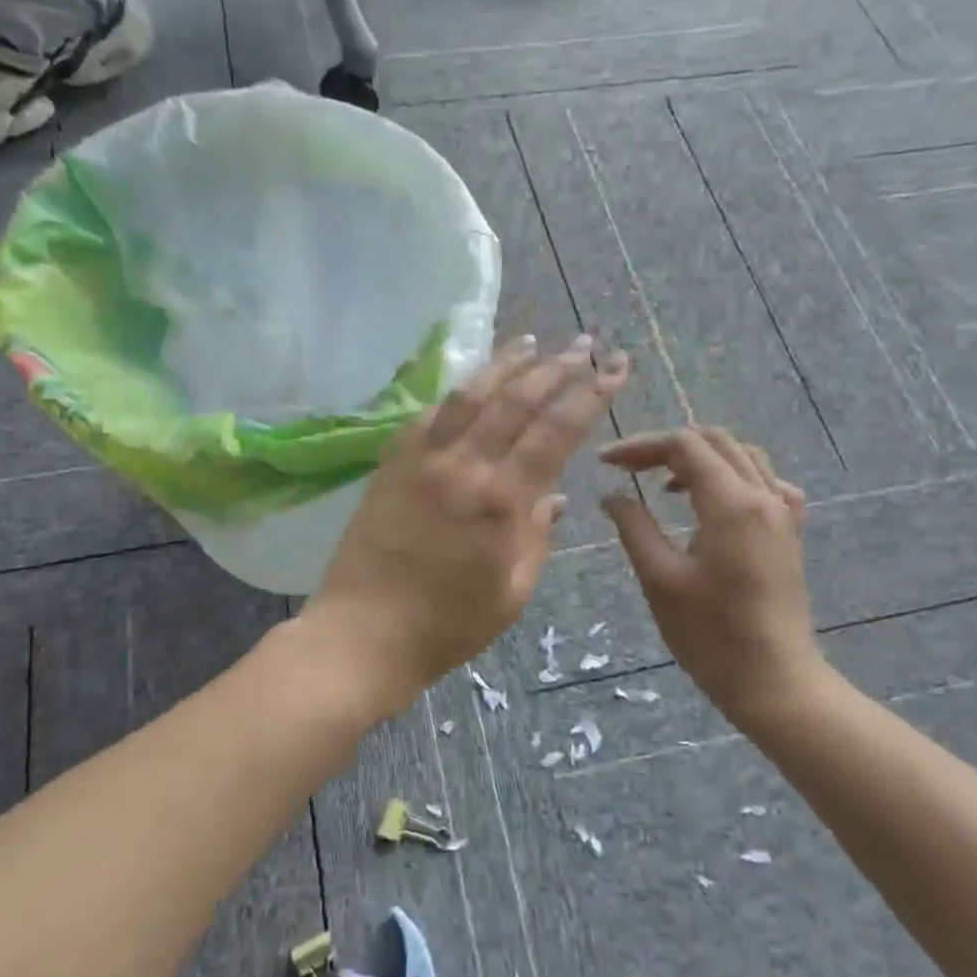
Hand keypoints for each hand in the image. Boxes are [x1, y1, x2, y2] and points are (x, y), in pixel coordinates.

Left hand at [305, 335, 630, 715]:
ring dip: (503, 363)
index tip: (612, 369)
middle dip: (554, 366)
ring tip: (530, 342)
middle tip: (582, 344)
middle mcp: (462, 465)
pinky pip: (428, 415)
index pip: (554, 430)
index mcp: (500, 499)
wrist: (364, 634)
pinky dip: (456, 393)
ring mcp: (420, 460)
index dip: (589, 395)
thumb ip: (537, 536)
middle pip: (515, 399)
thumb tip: (553, 496)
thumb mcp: (513, 591)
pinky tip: (470, 385)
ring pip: (468, 394)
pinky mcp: (390, 464)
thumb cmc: (448, 625)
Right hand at [599, 427, 826, 733]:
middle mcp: (763, 496)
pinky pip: (766, 483)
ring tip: (663, 483)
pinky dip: (733, 476)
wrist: (774, 680)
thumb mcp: (660, 580)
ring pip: (742, 456)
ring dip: (700, 458)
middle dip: (667, 446)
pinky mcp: (789, 533)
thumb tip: (612, 496)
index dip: (640, 446)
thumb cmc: (710, 636)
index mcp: (731, 504)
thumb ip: (635, 528)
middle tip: (627, 468)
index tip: (605, 463)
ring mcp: (783, 514)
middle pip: (714, 441)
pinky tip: (715, 502)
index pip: (684, 446)